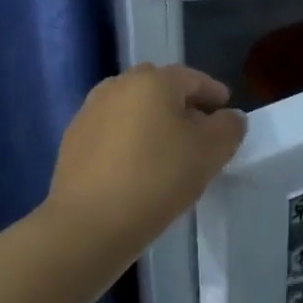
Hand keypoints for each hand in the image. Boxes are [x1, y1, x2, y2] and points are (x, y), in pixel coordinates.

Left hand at [48, 64, 246, 254]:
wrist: (88, 224)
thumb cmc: (157, 179)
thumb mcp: (210, 153)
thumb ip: (229, 127)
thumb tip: (228, 117)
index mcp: (153, 81)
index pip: (192, 78)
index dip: (213, 92)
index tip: (225, 108)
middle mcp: (118, 86)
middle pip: (159, 88)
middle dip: (181, 104)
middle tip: (198, 129)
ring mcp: (90, 112)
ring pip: (132, 108)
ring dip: (152, 121)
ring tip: (167, 150)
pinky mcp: (73, 141)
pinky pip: (112, 131)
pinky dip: (129, 139)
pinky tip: (137, 166)